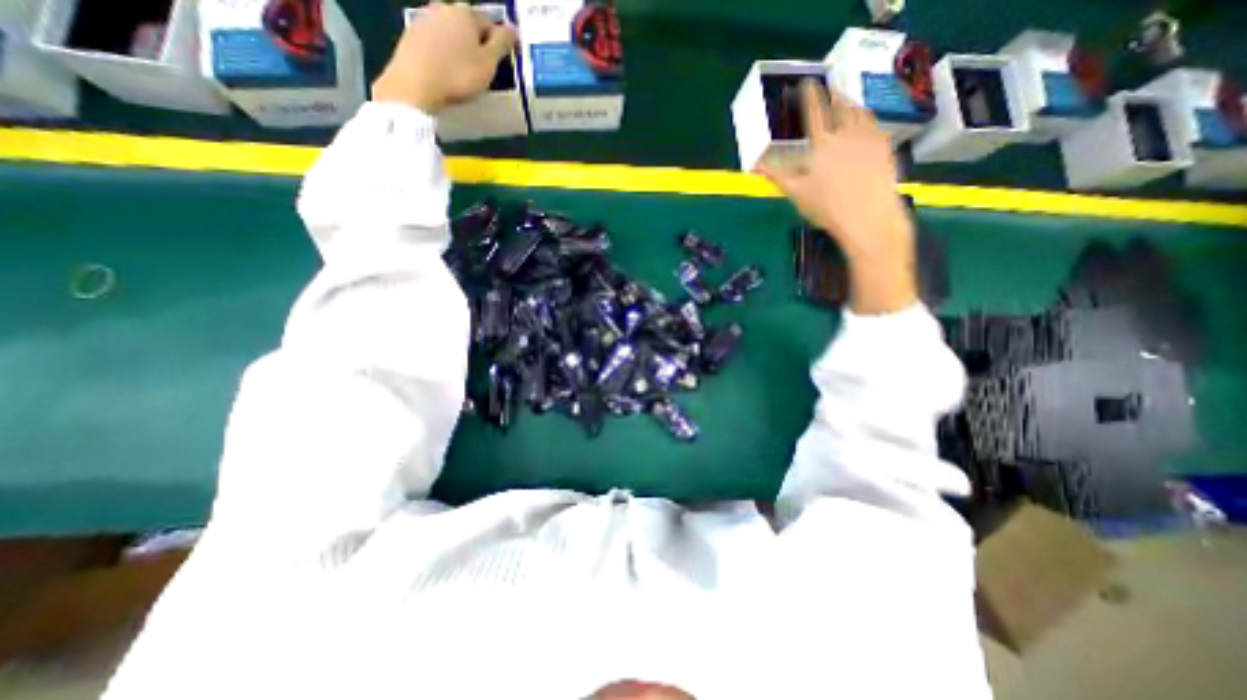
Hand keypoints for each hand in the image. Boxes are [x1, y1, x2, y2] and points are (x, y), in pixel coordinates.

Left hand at [375, 1, 522, 112]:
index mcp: (466, 14)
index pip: (491, 25)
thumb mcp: (488, 63)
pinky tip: (447, 71)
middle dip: (478, 44)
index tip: (502, 63)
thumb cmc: (458, 75)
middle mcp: (444, 8)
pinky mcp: (411, 34)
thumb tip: (513, 29)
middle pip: (469, 26)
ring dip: (460, 48)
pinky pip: (436, 42)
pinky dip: (444, 53)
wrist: (415, 85)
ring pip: (451, 33)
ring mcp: (425, 19)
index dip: (499, 44)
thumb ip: (502, 44)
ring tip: (465, 72)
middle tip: (483, 69)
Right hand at [756, 79, 918, 316]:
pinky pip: (874, 124)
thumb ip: (776, 175)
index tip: (806, 85)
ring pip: (859, 111)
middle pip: (840, 106)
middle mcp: (846, 133)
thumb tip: (755, 166)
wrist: (867, 216)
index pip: (814, 112)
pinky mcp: (884, 147)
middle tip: (829, 89)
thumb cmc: (826, 207)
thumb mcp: (796, 193)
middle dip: (833, 94)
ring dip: (851, 102)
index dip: (810, 96)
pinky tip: (864, 121)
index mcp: (822, 143)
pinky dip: (866, 117)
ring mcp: (868, 138)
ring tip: (845, 100)